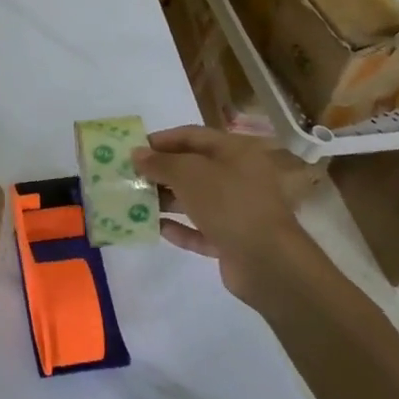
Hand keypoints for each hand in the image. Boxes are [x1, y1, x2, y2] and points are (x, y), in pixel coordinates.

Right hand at [132, 126, 321, 303]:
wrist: (268, 262)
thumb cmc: (229, 203)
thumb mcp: (189, 174)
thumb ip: (160, 162)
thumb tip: (137, 154)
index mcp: (235, 152)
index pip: (192, 136)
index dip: (161, 140)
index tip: (133, 149)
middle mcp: (238, 177)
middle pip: (193, 168)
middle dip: (161, 172)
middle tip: (130, 177)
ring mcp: (237, 210)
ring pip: (195, 199)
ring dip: (166, 200)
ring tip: (135, 202)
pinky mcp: (233, 240)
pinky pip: (201, 229)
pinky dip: (180, 228)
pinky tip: (157, 228)